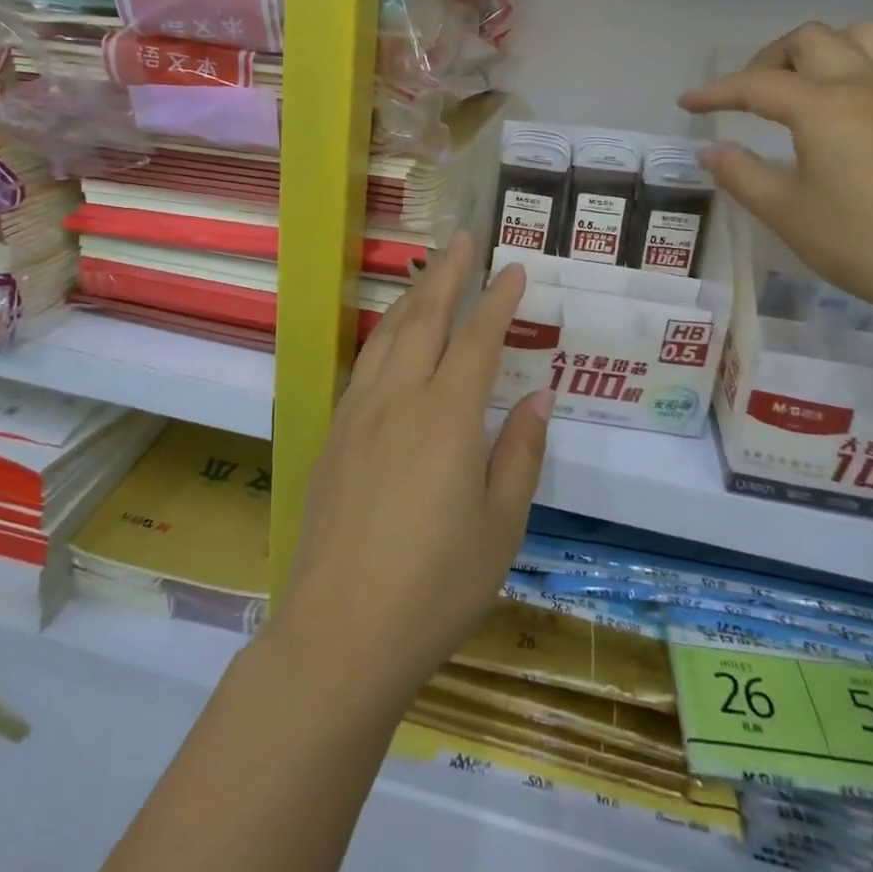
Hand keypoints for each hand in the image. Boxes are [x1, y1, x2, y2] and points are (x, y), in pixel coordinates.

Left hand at [271, 231, 552, 713]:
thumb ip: (520, 452)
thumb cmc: (436, 585)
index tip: (513, 269)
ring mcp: (358, 414)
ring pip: (386, 336)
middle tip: (463, 240)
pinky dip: (383, 336)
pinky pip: (363, 365)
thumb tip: (539, 396)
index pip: (478, 339)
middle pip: (424, 319)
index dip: (498, 300)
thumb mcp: (501, 525)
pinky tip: (390, 340)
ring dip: (411, 298)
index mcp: (447, 416)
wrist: (341, 631)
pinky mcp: (333, 435)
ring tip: (429, 274)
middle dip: (448, 275)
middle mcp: (398, 399)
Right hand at [679, 21, 872, 330]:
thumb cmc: (868, 242)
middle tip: (745, 99)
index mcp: (823, 106)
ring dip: (817, 51)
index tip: (686, 103)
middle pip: (809, 40)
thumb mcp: (788, 213)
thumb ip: (742, 175)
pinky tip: (839, 111)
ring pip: (857, 36)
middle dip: (767, 60)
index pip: (756, 85)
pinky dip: (850, 65)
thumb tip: (709, 151)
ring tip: (796, 90)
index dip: (715, 92)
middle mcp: (864, 83)